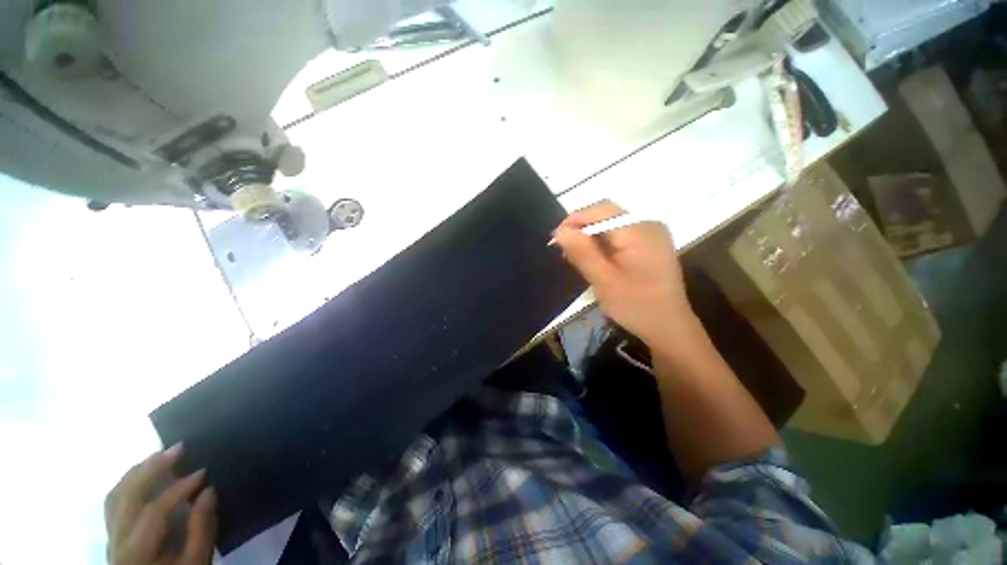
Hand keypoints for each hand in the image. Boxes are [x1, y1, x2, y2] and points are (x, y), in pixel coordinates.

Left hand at [105, 444, 216, 564]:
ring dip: (138, 471)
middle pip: (128, 497)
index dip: (179, 489)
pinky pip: (113, 500)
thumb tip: (209, 491)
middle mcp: (117, 539)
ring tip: (160, 454)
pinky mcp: (112, 531)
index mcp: (137, 551)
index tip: (204, 472)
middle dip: (153, 469)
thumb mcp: (196, 561)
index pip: (155, 511)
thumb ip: (202, 529)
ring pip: (116, 495)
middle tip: (178, 447)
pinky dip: (128, 481)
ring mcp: (111, 534)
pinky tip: (142, 472)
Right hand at [554, 201, 693, 345]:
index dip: (575, 219)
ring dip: (591, 237)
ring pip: (612, 225)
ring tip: (575, 257)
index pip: (601, 210)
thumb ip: (582, 253)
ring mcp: (651, 235)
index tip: (556, 239)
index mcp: (639, 230)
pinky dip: (603, 244)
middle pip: (607, 215)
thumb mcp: (604, 280)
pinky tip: (594, 259)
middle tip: (564, 250)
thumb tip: (559, 231)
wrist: (669, 328)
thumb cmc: (636, 305)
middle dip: (582, 229)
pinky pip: (621, 235)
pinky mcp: (650, 245)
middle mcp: (648, 225)